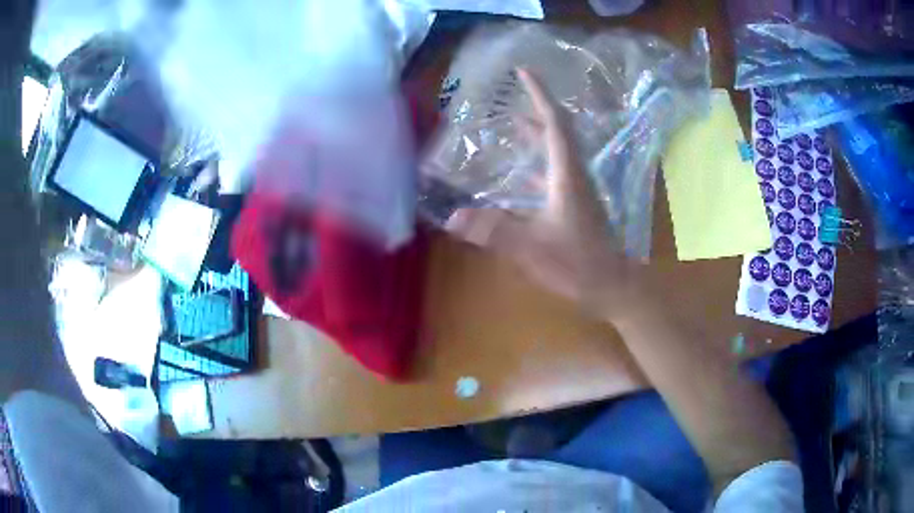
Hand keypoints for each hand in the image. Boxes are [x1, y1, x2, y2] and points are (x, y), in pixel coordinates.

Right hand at [446, 69, 648, 319]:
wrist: (611, 284)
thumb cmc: (577, 263)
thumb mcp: (532, 248)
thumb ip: (493, 231)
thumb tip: (453, 216)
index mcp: (566, 174)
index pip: (555, 123)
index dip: (540, 95)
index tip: (525, 71)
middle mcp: (574, 173)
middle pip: (558, 129)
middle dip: (539, 106)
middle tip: (517, 91)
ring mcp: (576, 188)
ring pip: (557, 149)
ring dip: (539, 131)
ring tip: (515, 122)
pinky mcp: (575, 203)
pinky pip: (555, 170)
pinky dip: (539, 160)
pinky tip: (524, 169)